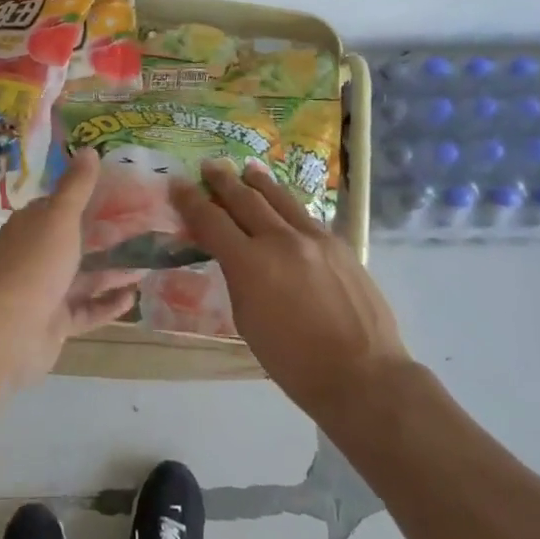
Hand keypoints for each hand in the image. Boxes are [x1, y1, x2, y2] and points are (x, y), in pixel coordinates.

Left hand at [0, 148, 139, 388]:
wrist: (6, 331)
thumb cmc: (35, 265)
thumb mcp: (60, 217)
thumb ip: (77, 187)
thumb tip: (88, 149)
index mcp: (32, 226)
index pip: (60, 206)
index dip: (89, 198)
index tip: (123, 194)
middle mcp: (36, 255)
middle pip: (76, 242)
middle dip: (107, 237)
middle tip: (146, 229)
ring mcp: (45, 291)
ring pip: (84, 277)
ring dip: (112, 270)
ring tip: (148, 263)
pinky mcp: (55, 323)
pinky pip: (86, 310)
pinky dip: (107, 303)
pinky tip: (133, 296)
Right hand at [173, 158, 408, 416]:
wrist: (361, 373)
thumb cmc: (293, 361)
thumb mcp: (247, 321)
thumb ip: (238, 278)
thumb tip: (235, 254)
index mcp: (251, 263)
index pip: (212, 220)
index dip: (191, 200)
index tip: (177, 184)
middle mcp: (281, 240)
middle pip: (245, 199)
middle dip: (223, 181)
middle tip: (209, 165)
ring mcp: (314, 238)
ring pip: (280, 198)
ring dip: (259, 182)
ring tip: (247, 169)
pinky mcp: (339, 244)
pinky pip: (305, 216)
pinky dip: (287, 205)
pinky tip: (283, 204)